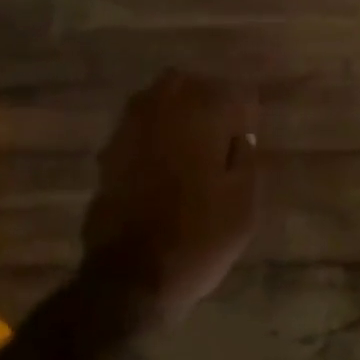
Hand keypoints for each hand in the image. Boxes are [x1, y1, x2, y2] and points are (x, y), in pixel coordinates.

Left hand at [82, 69, 259, 322]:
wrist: (132, 275)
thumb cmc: (200, 238)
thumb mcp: (243, 203)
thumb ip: (245, 158)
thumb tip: (240, 135)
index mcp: (201, 116)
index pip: (234, 92)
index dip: (245, 110)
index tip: (250, 129)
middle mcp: (161, 110)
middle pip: (187, 83)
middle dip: (206, 98)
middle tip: (221, 129)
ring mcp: (128, 130)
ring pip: (156, 100)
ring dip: (176, 112)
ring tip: (192, 142)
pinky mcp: (109, 153)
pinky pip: (137, 127)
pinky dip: (153, 134)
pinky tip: (163, 161)